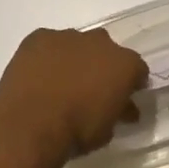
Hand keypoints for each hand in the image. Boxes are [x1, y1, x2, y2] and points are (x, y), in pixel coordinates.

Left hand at [0, 28, 147, 160]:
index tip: (124, 97)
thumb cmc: (77, 130)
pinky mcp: (38, 37)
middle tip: (91, 89)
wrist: (31, 123)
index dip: (131, 83)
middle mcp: (99, 42)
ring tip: (59, 83)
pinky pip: (47, 44)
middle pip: (106, 50)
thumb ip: (119, 112)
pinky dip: (46, 57)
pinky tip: (38, 76)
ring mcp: (67, 36)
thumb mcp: (107, 130)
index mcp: (124, 64)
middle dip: (101, 66)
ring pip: (76, 44)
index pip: (137, 69)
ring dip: (73, 59)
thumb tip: (127, 109)